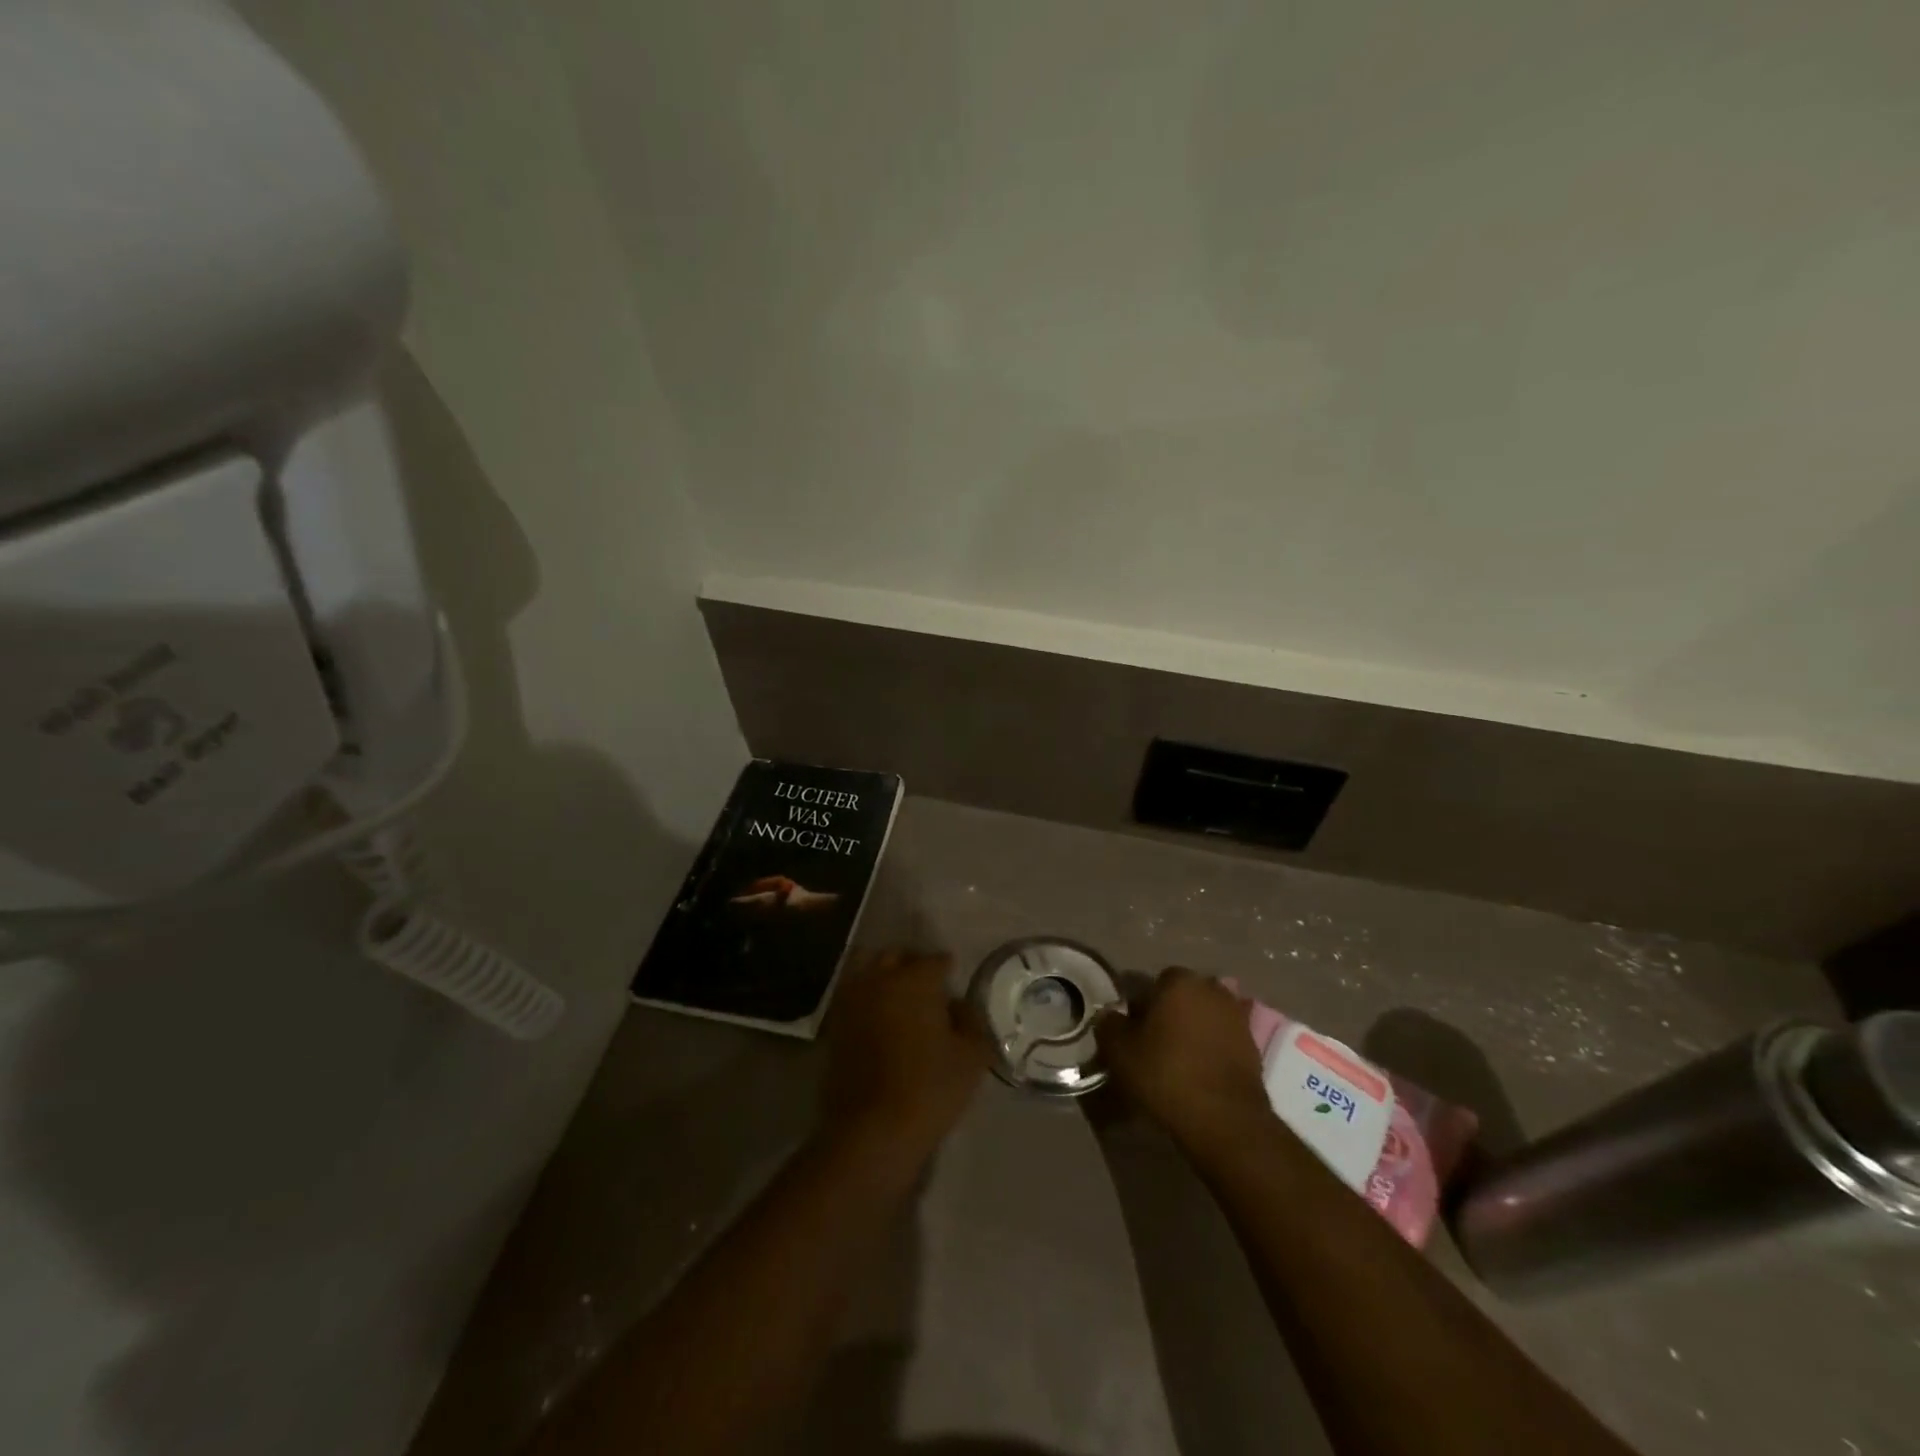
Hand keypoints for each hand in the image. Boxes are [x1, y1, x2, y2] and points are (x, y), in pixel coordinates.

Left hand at [821, 951, 988, 1155]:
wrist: (871, 1130)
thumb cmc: (930, 1088)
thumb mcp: (972, 1057)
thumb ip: (972, 1022)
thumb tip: (960, 1006)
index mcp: (916, 979)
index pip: (935, 960)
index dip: (947, 968)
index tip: (954, 978)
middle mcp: (879, 979)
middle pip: (895, 956)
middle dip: (911, 964)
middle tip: (926, 984)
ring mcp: (851, 1001)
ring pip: (866, 970)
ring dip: (882, 975)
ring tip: (898, 996)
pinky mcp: (833, 1026)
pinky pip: (851, 997)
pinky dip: (864, 999)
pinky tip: (878, 1018)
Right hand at [1097, 968, 1271, 1153]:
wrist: (1225, 1120)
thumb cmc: (1166, 1074)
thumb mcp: (1120, 1051)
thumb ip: (1109, 1025)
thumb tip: (1109, 1016)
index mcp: (1180, 981)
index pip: (1153, 983)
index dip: (1140, 1006)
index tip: (1132, 1031)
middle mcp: (1212, 989)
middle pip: (1181, 997)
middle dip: (1168, 1014)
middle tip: (1152, 1045)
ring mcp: (1237, 1017)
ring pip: (1203, 1018)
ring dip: (1191, 1032)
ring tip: (1176, 1062)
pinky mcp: (1253, 1046)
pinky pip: (1222, 1040)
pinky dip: (1210, 1051)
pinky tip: (1198, 1074)